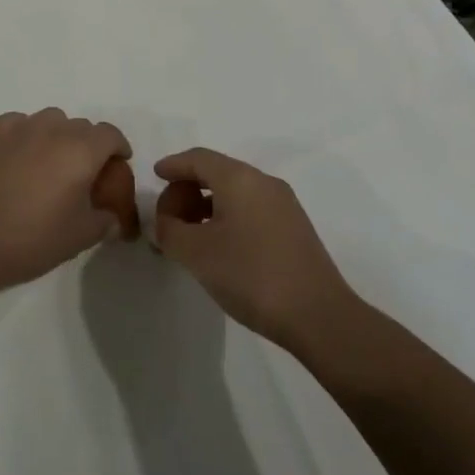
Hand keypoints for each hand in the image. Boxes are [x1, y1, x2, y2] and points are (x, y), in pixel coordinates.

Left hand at [0, 109, 131, 290]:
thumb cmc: (32, 238)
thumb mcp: (80, 237)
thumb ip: (104, 221)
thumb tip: (112, 218)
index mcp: (82, 150)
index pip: (110, 135)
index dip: (118, 148)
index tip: (116, 165)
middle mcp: (54, 128)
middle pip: (81, 127)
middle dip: (87, 145)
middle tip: (81, 173)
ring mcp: (21, 126)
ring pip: (50, 120)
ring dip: (57, 136)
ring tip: (48, 163)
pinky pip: (20, 123)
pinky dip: (26, 135)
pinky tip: (18, 157)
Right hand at [153, 147, 357, 351]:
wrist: (319, 317)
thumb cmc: (251, 275)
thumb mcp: (197, 253)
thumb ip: (170, 230)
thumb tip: (164, 222)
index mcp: (239, 178)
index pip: (198, 158)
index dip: (173, 165)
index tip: (154, 176)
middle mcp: (263, 182)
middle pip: (217, 172)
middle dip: (187, 189)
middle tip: (168, 216)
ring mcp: (284, 204)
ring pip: (235, 192)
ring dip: (207, 206)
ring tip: (189, 235)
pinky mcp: (294, 228)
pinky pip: (251, 209)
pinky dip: (227, 217)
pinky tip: (219, 246)